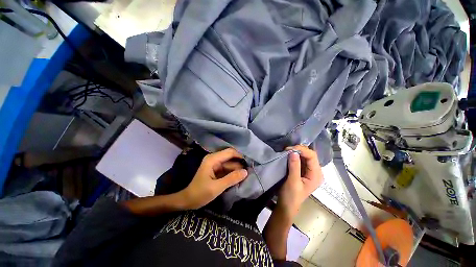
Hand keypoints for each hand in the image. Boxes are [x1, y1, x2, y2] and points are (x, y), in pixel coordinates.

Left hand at [179, 148, 247, 208]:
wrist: (187, 201)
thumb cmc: (199, 193)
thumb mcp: (216, 187)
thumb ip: (231, 179)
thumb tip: (246, 172)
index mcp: (213, 159)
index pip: (230, 152)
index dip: (240, 156)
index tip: (249, 163)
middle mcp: (215, 159)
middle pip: (231, 158)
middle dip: (240, 164)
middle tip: (250, 171)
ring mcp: (216, 165)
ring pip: (230, 164)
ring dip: (238, 170)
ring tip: (248, 176)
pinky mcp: (217, 171)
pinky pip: (228, 170)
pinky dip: (233, 174)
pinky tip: (240, 178)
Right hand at [277, 145, 322, 218]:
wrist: (287, 206)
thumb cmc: (291, 196)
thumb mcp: (293, 181)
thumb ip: (294, 166)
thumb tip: (293, 152)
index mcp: (316, 175)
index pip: (312, 156)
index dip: (302, 150)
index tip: (288, 149)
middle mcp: (315, 171)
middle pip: (309, 155)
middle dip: (298, 150)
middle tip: (286, 149)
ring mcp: (309, 171)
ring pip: (305, 156)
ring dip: (295, 152)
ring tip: (286, 151)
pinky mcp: (302, 171)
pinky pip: (300, 160)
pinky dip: (294, 156)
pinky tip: (288, 155)